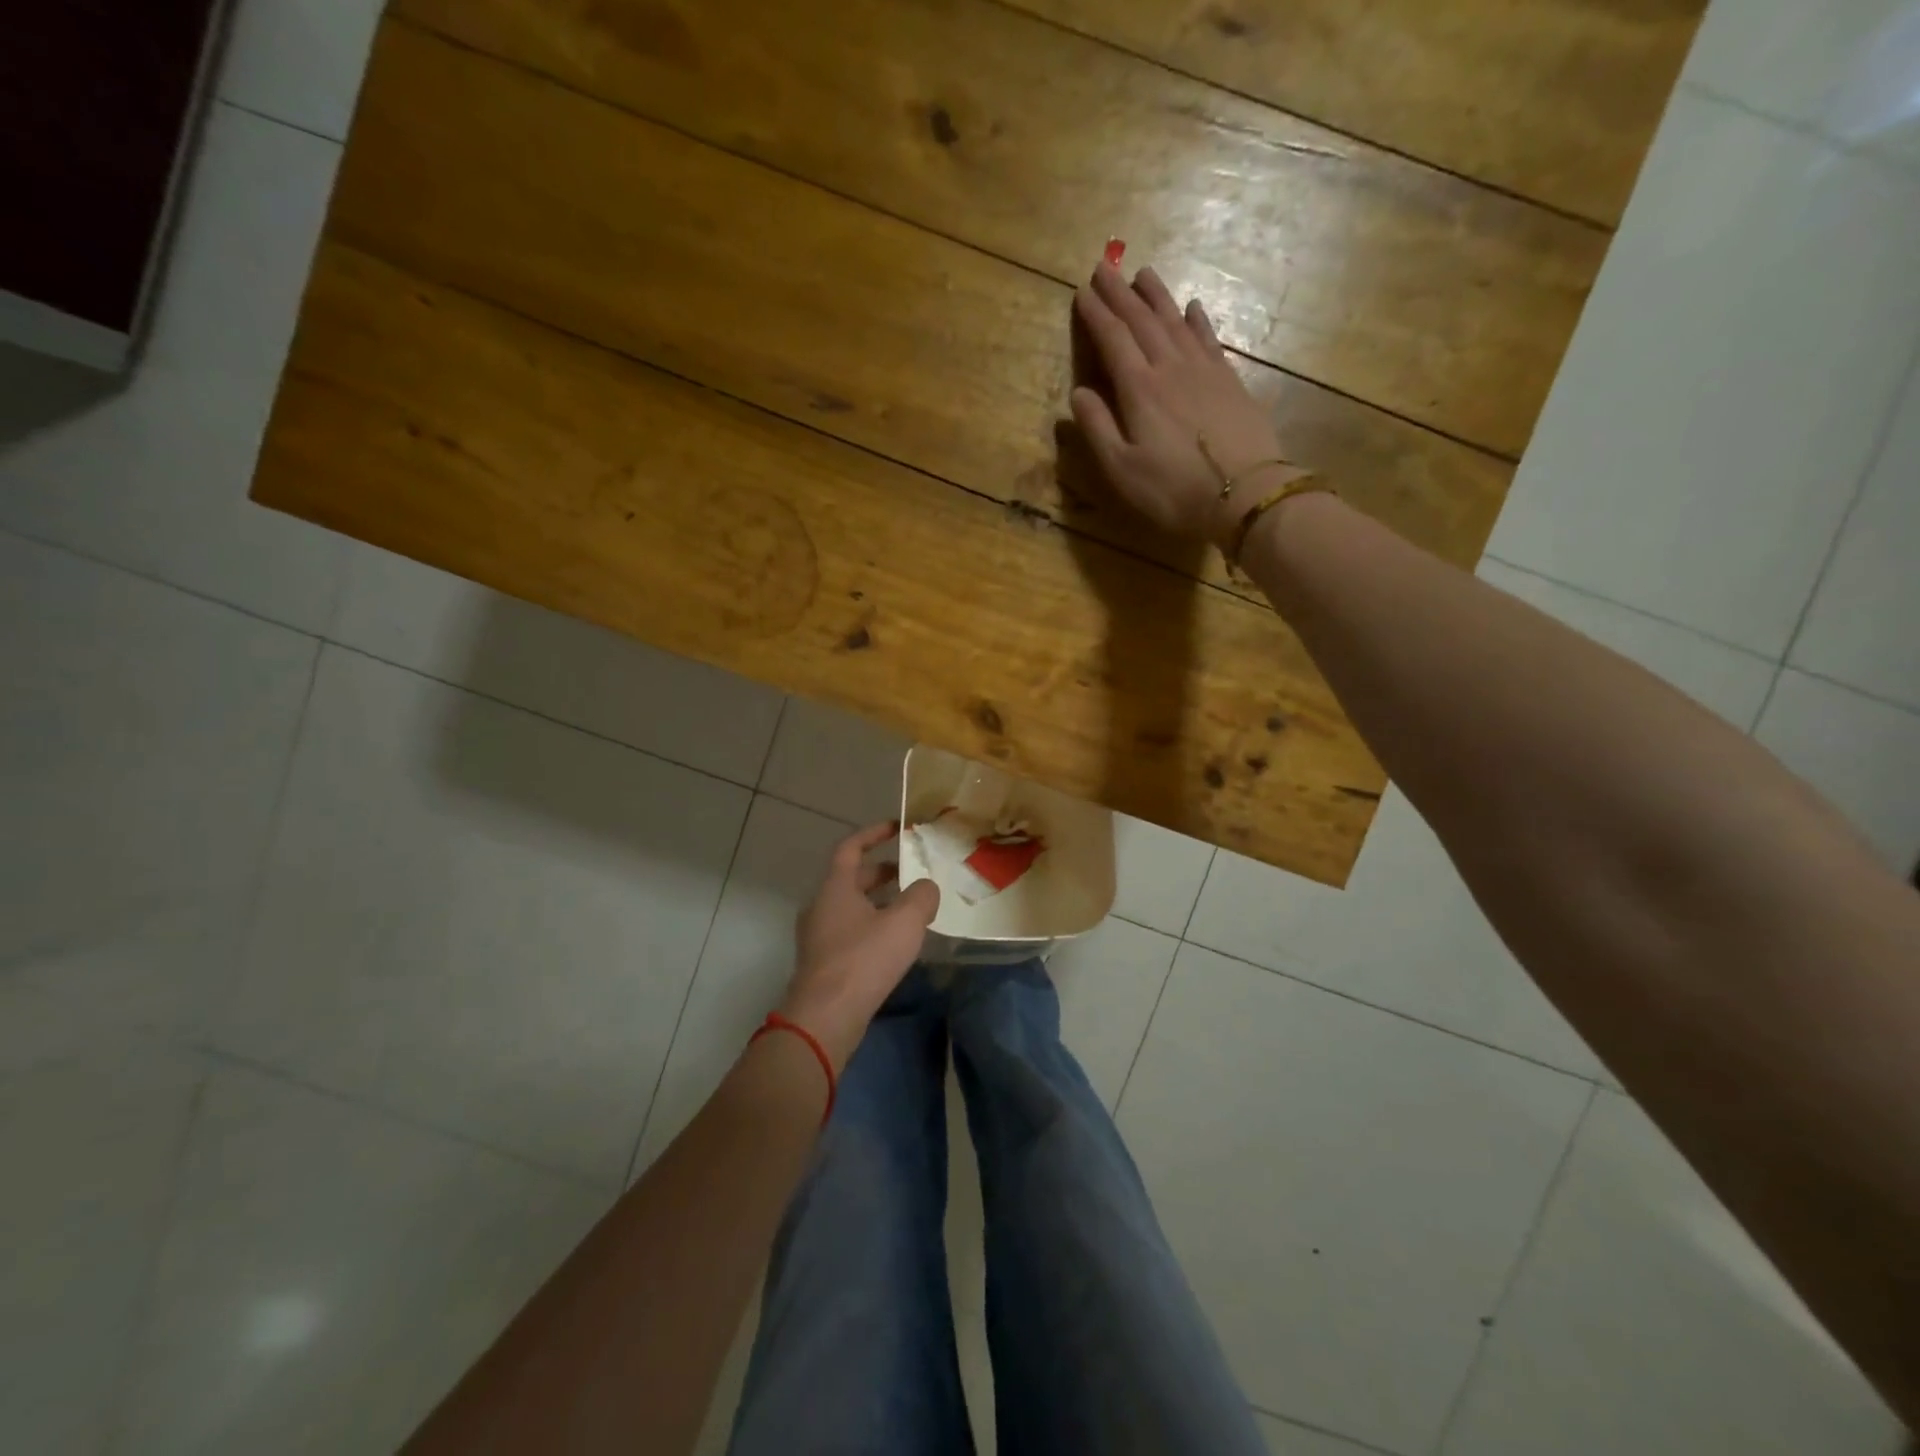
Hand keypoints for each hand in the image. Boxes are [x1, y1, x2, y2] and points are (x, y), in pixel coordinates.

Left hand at [779, 821, 940, 1071]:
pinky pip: (850, 931)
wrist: (825, 1017)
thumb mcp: (904, 922)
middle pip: (852, 878)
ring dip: (879, 901)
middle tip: (912, 871)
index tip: (897, 828)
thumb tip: (927, 887)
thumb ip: (922, 897)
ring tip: (911, 907)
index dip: (873, 833)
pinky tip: (895, 942)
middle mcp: (821, 906)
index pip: (850, 847)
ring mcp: (818, 936)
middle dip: (882, 871)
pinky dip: (872, 925)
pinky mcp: (823, 962)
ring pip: (852, 906)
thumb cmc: (863, 959)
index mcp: (835, 887)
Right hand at [1071, 262, 1303, 545]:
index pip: (1113, 340)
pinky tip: (1192, 307)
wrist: (1244, 494)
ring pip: (1175, 321)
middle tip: (1105, 266)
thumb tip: (1078, 393)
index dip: (1096, 315)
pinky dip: (1197, 319)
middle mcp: (1170, 368)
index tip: (1082, 291)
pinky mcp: (1229, 381)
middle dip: (1121, 294)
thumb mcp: (1121, 469)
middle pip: (1142, 321)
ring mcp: (1204, 371)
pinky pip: (1208, 339)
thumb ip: (1097, 429)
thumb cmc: (1173, 489)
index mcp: (1139, 389)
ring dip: (1157, 296)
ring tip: (1143, 273)